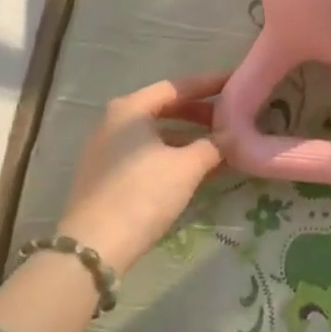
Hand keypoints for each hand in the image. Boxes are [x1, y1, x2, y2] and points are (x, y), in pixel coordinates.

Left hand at [59, 73, 227, 274]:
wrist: (94, 248)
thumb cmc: (143, 194)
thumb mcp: (186, 167)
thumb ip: (213, 145)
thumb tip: (231, 136)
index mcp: (131, 109)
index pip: (177, 86)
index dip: (209, 85)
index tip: (236, 83)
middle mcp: (115, 122)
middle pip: (165, 109)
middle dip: (200, 113)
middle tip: (231, 118)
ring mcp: (108, 150)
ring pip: (157, 135)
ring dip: (189, 139)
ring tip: (221, 147)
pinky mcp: (107, 177)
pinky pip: (148, 155)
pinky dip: (173, 157)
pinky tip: (198, 170)